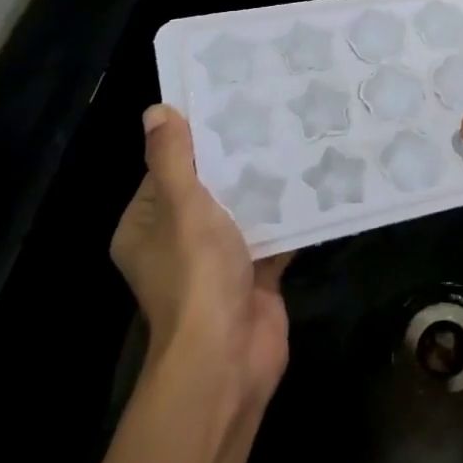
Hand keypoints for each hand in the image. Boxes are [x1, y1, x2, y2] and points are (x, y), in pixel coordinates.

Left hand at [110, 105, 290, 405]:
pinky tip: (315, 182)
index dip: (193, 141)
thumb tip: (156, 111)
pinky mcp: (253, 275)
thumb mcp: (182, 207)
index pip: (166, 171)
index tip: (227, 106)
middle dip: (238, 160)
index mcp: (147, 228)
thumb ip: (172, 160)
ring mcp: (217, 262)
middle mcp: (177, 243)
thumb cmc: (196, 275)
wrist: (228, 356)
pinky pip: (271, 236)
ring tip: (296, 139)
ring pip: (242, 212)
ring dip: (266, 186)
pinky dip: (289, 216)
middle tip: (271, 116)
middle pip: (208, 189)